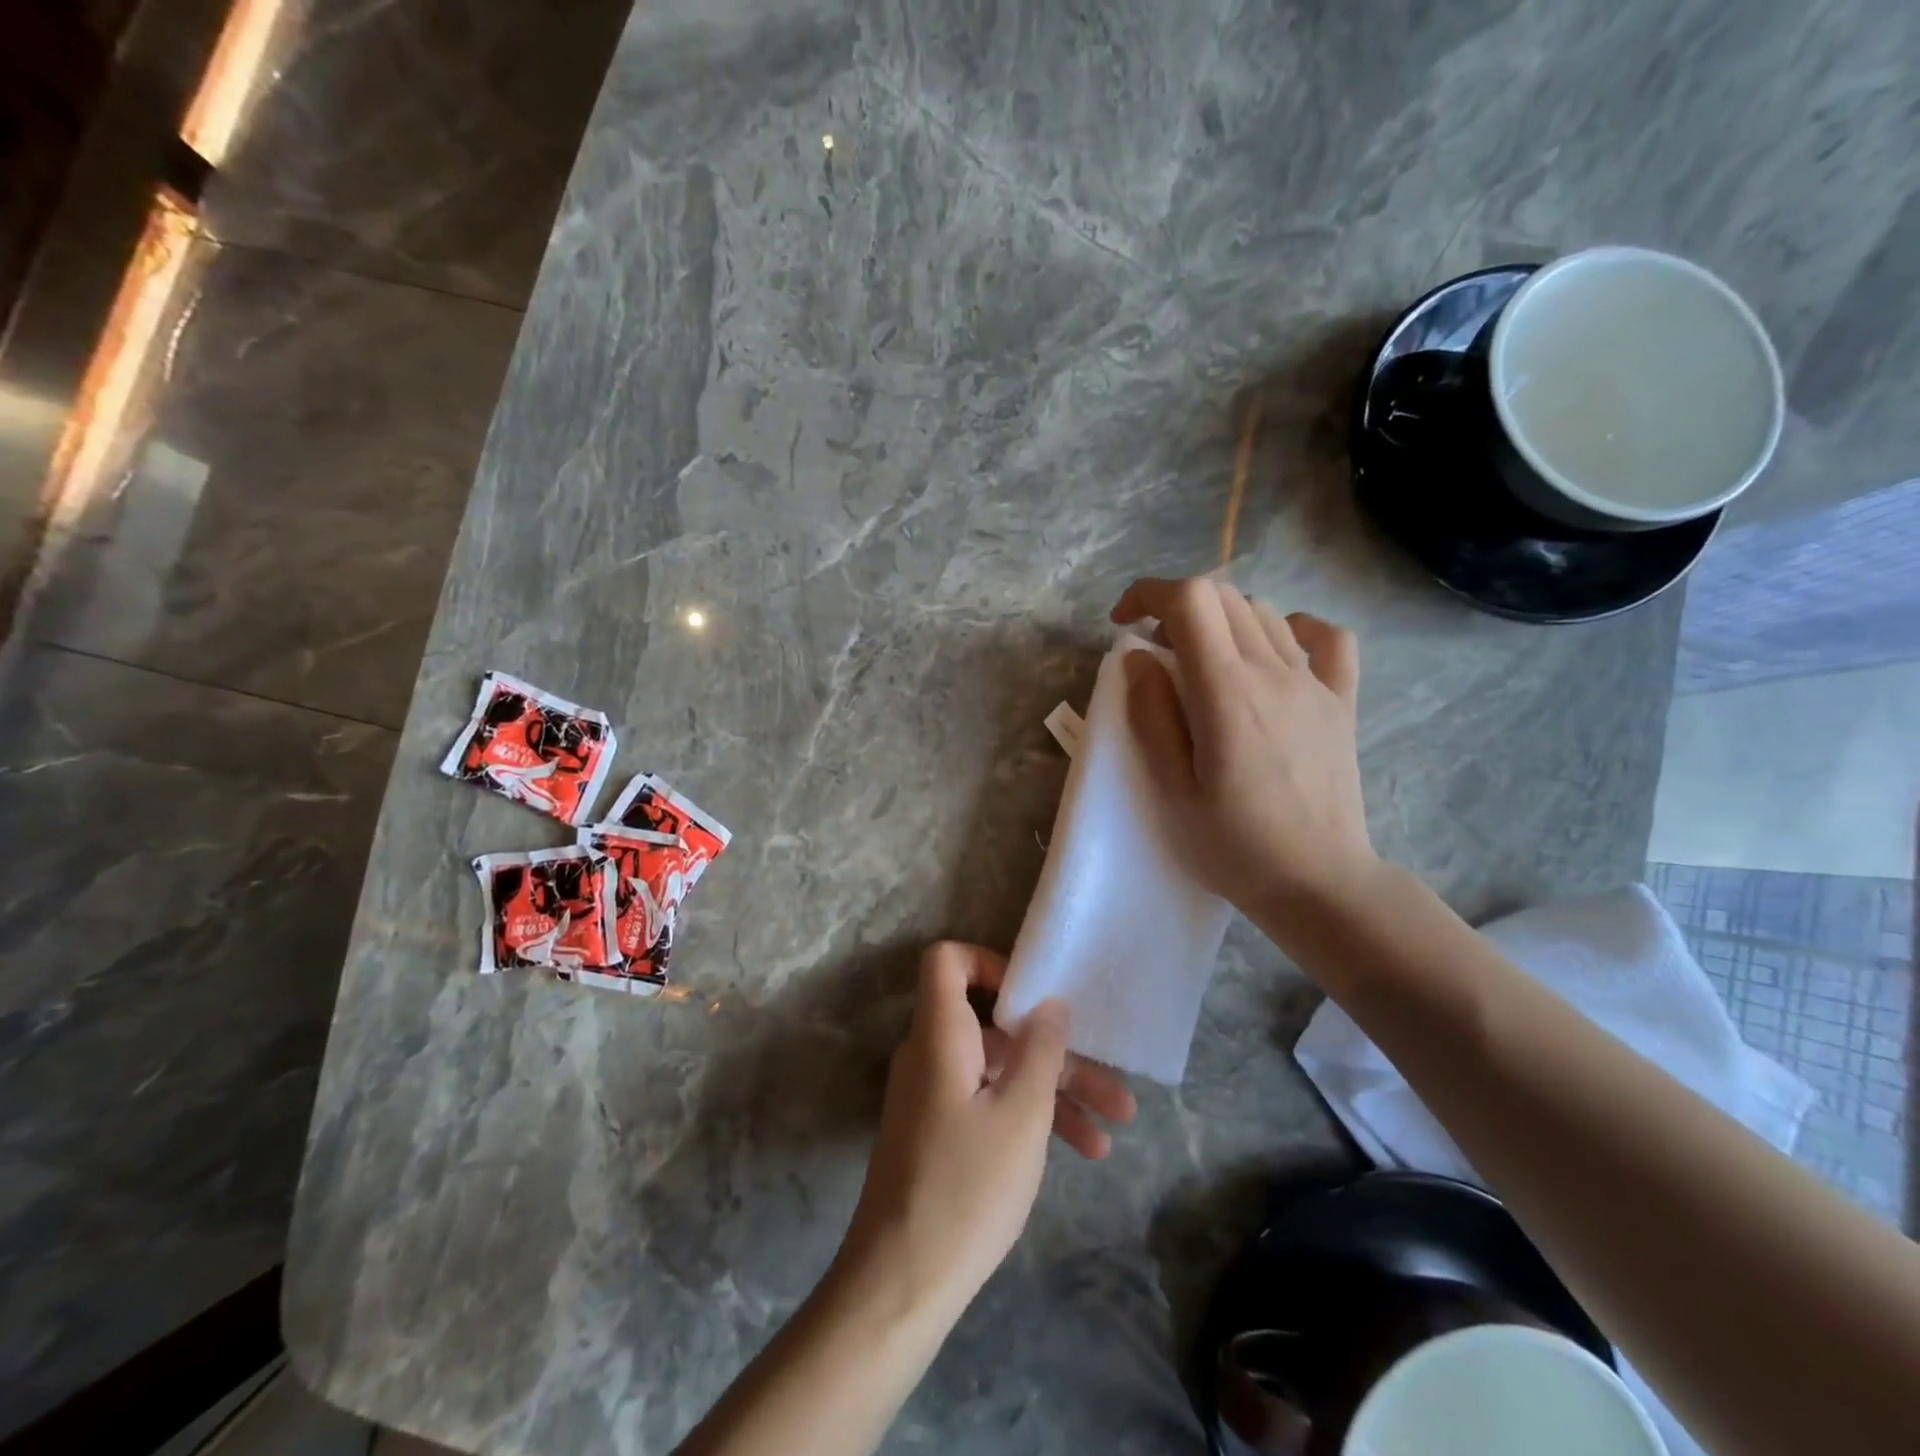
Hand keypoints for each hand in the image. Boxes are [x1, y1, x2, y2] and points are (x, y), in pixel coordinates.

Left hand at [836, 943, 1135, 1321]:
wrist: (902, 1281)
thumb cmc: (966, 1186)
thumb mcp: (1021, 1114)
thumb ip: (1040, 1050)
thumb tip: (1049, 1002)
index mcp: (940, 1034)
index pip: (947, 961)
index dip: (989, 962)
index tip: (1035, 994)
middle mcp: (933, 1054)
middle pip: (995, 1026)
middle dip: (1056, 1049)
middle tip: (1112, 1081)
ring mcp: (937, 1095)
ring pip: (1002, 1070)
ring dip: (1057, 1091)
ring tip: (1117, 1126)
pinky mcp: (943, 1132)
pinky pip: (991, 1103)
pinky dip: (1032, 1118)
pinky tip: (1084, 1151)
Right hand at [1111, 576, 1376, 919]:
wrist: (1319, 883)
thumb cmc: (1234, 845)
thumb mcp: (1172, 788)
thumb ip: (1152, 715)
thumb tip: (1140, 658)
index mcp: (1227, 693)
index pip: (1191, 600)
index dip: (1149, 593)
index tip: (1124, 623)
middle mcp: (1275, 672)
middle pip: (1224, 596)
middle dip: (1177, 607)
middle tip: (1156, 650)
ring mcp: (1315, 684)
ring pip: (1264, 612)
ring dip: (1221, 619)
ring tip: (1202, 660)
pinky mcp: (1342, 702)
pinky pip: (1327, 639)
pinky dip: (1294, 628)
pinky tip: (1275, 652)